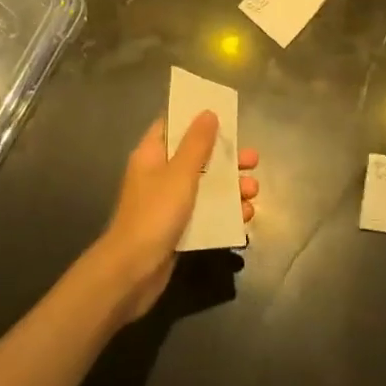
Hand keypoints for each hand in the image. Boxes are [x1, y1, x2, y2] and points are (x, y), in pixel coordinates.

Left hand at [92, 113, 259, 323]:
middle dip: (226, 158)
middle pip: (196, 156)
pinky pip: (205, 213)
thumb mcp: (180, 173)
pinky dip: (224, 213)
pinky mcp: (177, 229)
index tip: (224, 115)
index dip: (196, 118)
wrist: (131, 273)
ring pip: (204, 186)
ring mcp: (168, 203)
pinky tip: (245, 218)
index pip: (173, 125)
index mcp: (152, 154)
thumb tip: (208, 112)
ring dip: (230, 188)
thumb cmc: (154, 214)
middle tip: (252, 160)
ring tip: (253, 193)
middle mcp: (159, 174)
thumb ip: (196, 143)